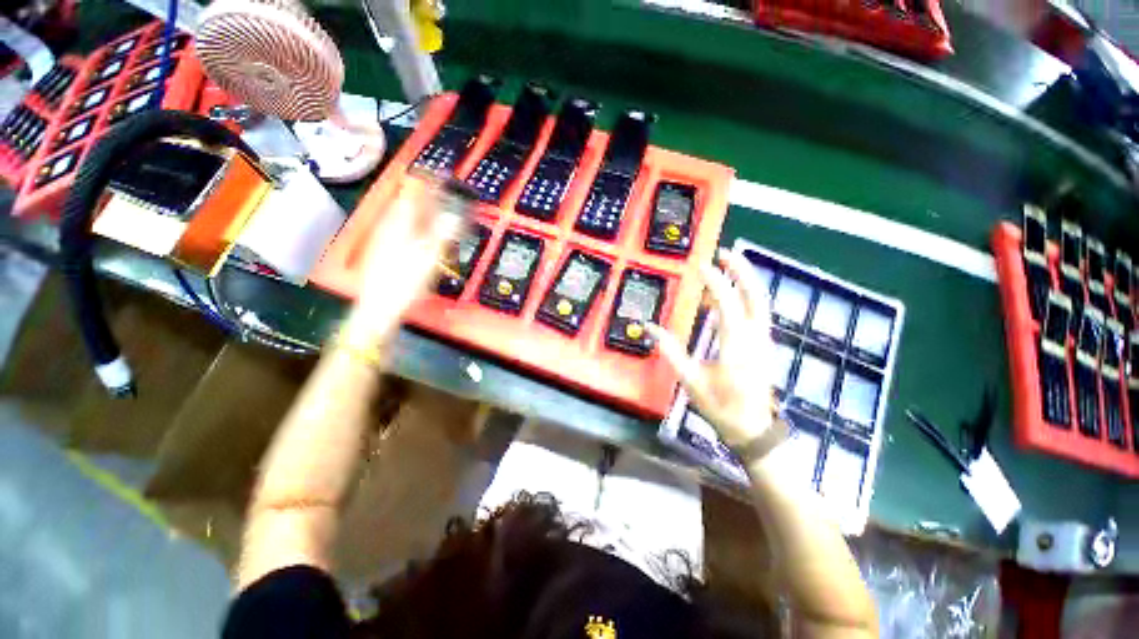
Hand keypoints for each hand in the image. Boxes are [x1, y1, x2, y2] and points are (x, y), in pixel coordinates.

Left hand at [347, 177, 460, 342]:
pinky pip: (397, 227)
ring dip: (415, 208)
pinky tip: (415, 229)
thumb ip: (441, 236)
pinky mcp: (382, 250)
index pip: (412, 196)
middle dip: (421, 194)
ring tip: (429, 205)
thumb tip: (454, 215)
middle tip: (436, 189)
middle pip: (404, 203)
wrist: (378, 308)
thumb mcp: (427, 260)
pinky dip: (410, 222)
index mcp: (399, 225)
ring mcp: (383, 238)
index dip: (426, 184)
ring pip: (400, 215)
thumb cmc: (404, 283)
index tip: (438, 175)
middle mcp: (389, 227)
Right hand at [648, 248, 775, 448]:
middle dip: (743, 271)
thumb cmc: (720, 407)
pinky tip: (730, 296)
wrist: (753, 430)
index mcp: (736, 347)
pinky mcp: (764, 345)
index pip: (728, 305)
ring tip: (728, 266)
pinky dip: (745, 298)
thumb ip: (671, 352)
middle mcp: (755, 339)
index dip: (716, 282)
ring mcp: (763, 341)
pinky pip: (756, 313)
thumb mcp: (691, 381)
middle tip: (727, 253)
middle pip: (755, 296)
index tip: (702, 265)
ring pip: (760, 303)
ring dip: (746, 281)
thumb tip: (650, 328)